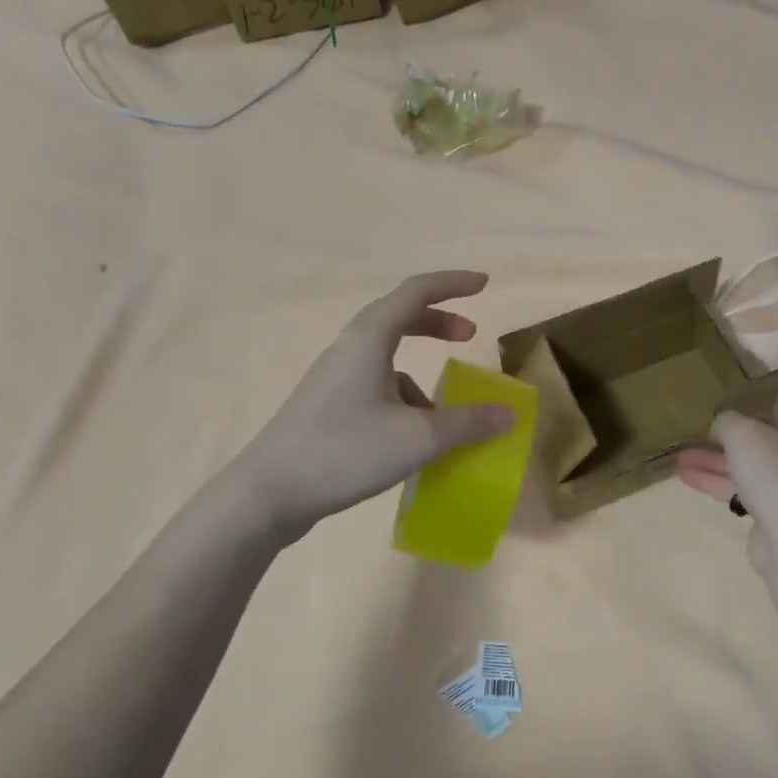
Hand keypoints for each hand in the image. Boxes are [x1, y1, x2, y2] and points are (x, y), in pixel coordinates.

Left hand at [240, 271, 516, 540]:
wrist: (269, 493)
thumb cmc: (345, 451)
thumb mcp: (418, 438)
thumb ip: (467, 423)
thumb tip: (507, 413)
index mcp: (368, 340)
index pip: (415, 292)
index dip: (452, 284)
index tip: (484, 284)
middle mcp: (348, 351)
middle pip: (398, 319)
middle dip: (437, 323)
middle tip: (469, 336)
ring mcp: (333, 381)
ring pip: (386, 360)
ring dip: (421, 373)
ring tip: (443, 411)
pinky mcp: (327, 410)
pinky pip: (375, 390)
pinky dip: (402, 402)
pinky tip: (410, 441)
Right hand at [675, 395, 777, 574]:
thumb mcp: (744, 434)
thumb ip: (728, 422)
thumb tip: (723, 423)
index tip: (747, 398)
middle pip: (776, 434)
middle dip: (736, 433)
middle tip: (702, 428)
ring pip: (759, 464)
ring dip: (720, 460)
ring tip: (679, 455)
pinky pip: (752, 489)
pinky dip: (724, 482)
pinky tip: (687, 475)